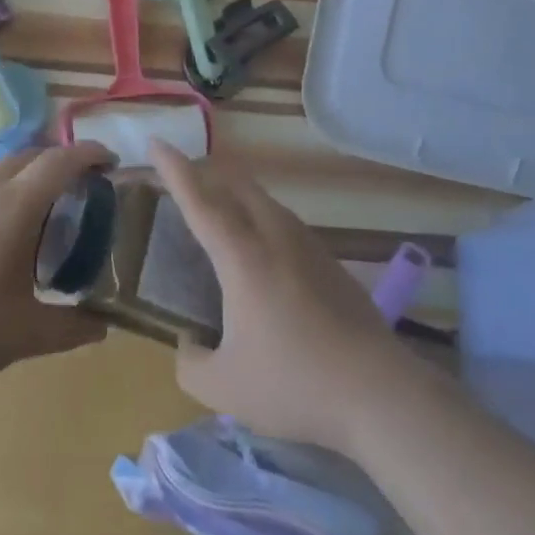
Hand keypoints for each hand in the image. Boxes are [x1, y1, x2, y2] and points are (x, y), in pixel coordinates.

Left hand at [0, 142, 110, 390]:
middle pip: (31, 156)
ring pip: (1, 170)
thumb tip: (104, 326)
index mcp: (15, 206)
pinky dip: (1, 195)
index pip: (61, 161)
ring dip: (28, 178)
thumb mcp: (27, 334)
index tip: (110, 161)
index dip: (89, 153)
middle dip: (61, 162)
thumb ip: (72, 328)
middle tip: (82, 188)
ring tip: (42, 214)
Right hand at [150, 139, 417, 454]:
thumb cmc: (293, 384)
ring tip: (220, 212)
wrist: (378, 392)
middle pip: (236, 185)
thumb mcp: (224, 388)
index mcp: (241, 256)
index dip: (174, 169)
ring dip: (236, 195)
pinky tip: (263, 253)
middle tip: (183, 182)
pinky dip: (261, 219)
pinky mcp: (330, 262)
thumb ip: (191, 365)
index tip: (156, 142)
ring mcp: (307, 245)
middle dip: (206, 174)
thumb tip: (189, 345)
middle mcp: (273, 236)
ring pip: (264, 201)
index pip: (199, 200)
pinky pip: (285, 223)